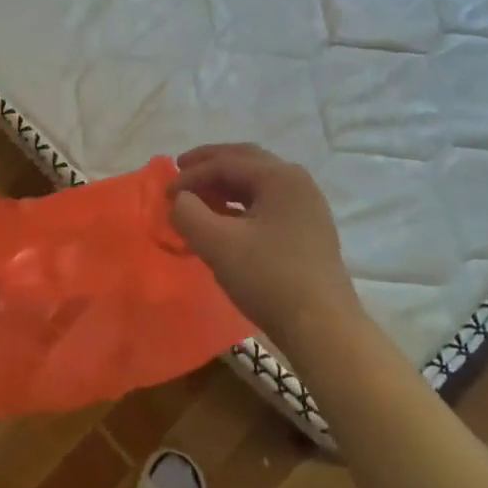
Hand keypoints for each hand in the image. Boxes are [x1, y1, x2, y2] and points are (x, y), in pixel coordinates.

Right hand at [168, 143, 363, 351]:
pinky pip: (268, 202)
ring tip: (200, 196)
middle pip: (247, 161)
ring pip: (259, 182)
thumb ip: (189, 214)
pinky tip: (226, 219)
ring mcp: (307, 206)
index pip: (226, 163)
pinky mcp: (309, 229)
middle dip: (211, 164)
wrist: (322, 327)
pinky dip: (242, 202)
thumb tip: (180, 200)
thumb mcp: (218, 245)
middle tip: (182, 169)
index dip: (191, 175)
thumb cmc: (269, 279)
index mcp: (280, 177)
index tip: (165, 194)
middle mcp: (297, 182)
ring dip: (226, 183)